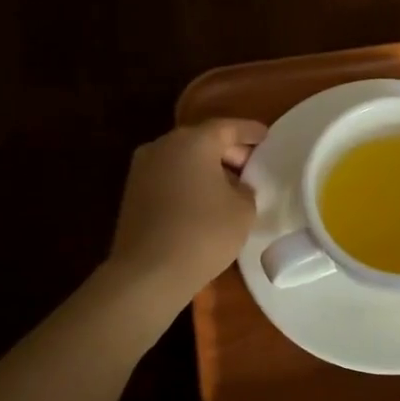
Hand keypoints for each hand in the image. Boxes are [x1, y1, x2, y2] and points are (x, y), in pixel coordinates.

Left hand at [107, 119, 267, 311]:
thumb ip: (245, 189)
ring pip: (184, 158)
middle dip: (228, 151)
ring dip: (207, 168)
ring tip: (230, 187)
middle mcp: (164, 145)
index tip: (266, 137)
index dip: (250, 132)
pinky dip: (189, 182)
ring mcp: (143, 168)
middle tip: (251, 167)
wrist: (148, 272)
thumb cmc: (204, 233)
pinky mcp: (133, 192)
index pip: (229, 127)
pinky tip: (204, 202)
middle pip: (203, 140)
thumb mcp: (243, 209)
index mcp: (194, 141)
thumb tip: (236, 186)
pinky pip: (169, 177)